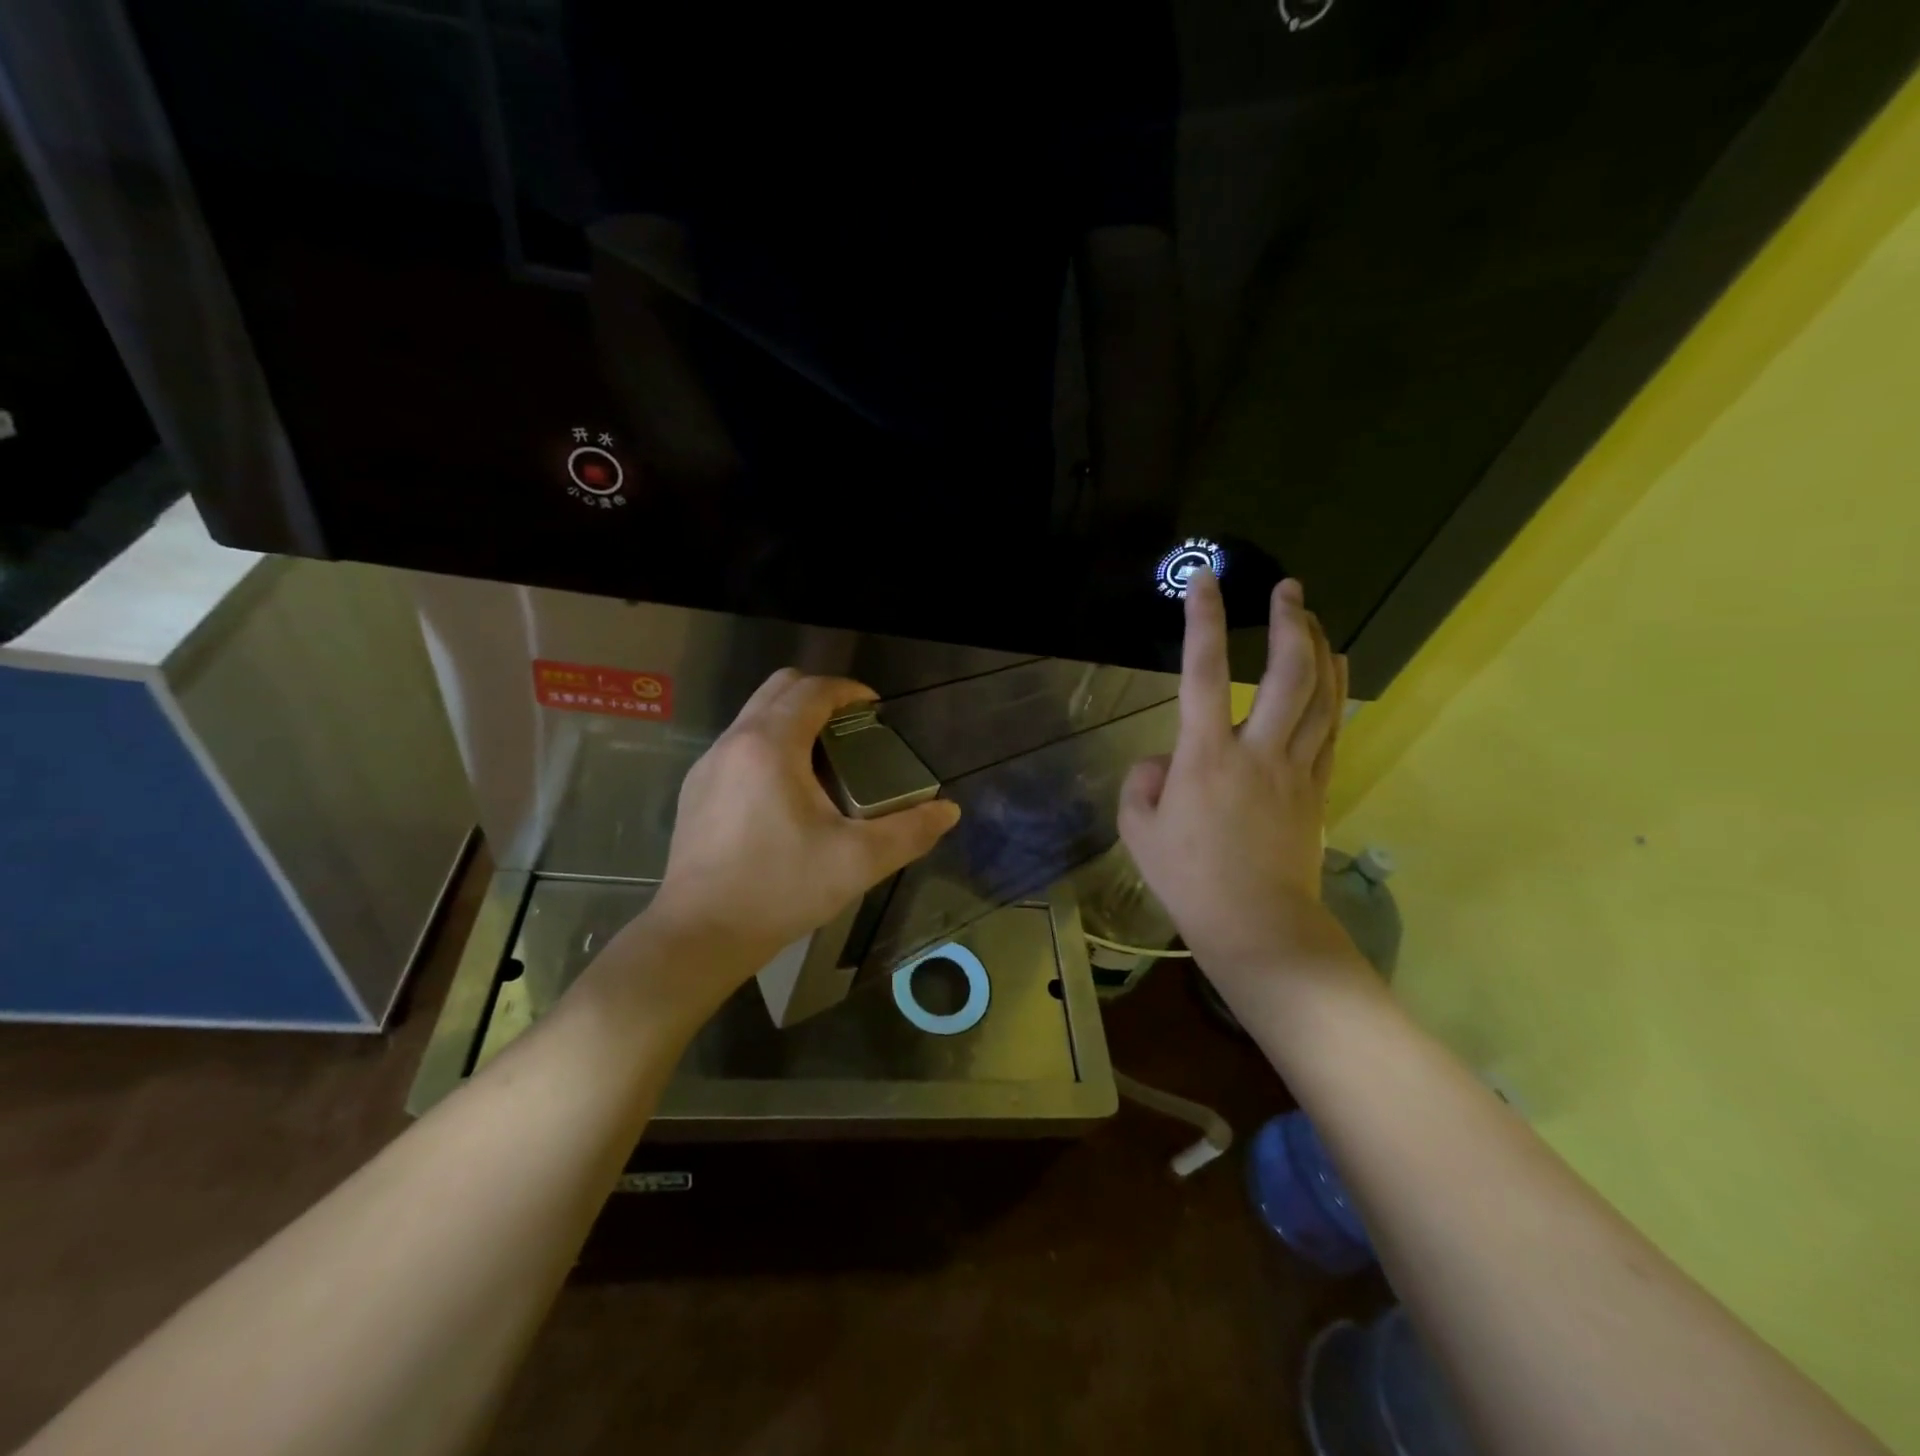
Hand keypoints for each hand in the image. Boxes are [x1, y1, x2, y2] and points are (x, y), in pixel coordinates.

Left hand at [646, 669, 961, 977]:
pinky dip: (769, 744)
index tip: (876, 709)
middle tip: (853, 727)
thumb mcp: (857, 861)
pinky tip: (786, 793)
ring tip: (825, 759)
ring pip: (754, 715)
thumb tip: (949, 811)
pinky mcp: (695, 790)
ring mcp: (708, 765)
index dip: (849, 690)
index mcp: (771, 746)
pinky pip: (738, 744)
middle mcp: (734, 742)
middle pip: (779, 688)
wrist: (700, 934)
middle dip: (820, 695)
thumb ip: (909, 832)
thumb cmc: (780, 889)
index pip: (813, 690)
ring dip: (792, 719)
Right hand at [1118, 568, 1358, 995]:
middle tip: (1286, 588)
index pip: (1202, 674)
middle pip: (1286, 674)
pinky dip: (1337, 689)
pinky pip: (1333, 727)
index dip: (1202, 623)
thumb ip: (1142, 785)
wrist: (1256, 925)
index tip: (1204, 582)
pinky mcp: (1317, 788)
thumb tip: (1163, 763)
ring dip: (1317, 647)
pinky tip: (1338, 667)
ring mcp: (1295, 769)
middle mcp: (1257, 751)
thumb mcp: (1139, 831)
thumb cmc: (1189, 880)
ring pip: (1319, 695)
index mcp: (1205, 757)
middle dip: (1287, 623)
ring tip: (1311, 615)